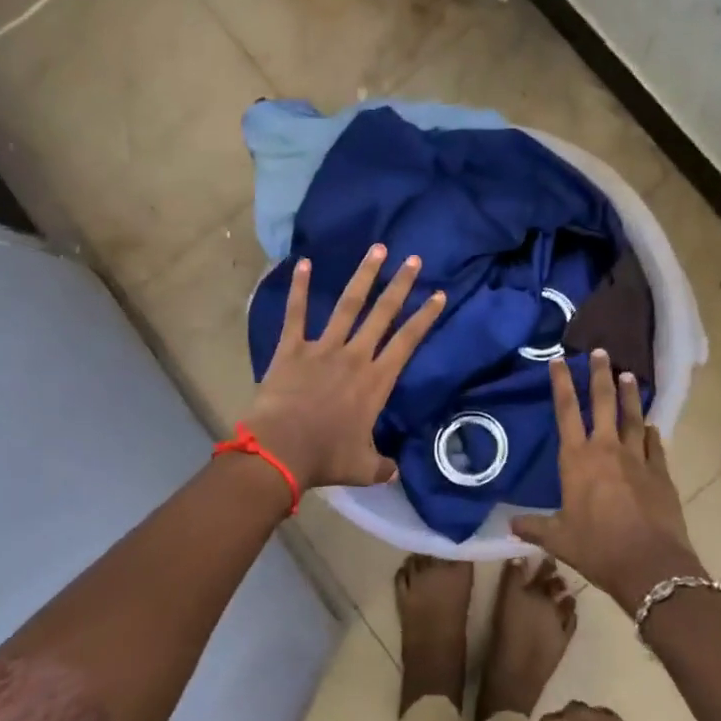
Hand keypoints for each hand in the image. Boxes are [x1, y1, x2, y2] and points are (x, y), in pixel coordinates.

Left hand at [241, 244, 444, 490]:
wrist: (280, 451)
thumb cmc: (326, 458)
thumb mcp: (363, 468)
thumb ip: (382, 465)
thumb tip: (394, 470)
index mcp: (376, 381)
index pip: (408, 342)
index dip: (425, 317)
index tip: (439, 294)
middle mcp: (355, 356)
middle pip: (383, 313)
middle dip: (400, 285)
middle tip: (413, 258)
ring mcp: (322, 348)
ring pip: (348, 305)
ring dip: (363, 276)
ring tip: (377, 249)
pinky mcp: (292, 349)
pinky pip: (296, 314)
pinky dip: (300, 288)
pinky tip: (304, 263)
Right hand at [511, 351, 705, 610]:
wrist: (650, 565)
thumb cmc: (597, 548)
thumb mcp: (559, 539)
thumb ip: (534, 527)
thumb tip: (510, 524)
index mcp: (577, 459)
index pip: (565, 411)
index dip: (561, 383)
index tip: (559, 359)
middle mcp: (607, 450)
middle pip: (603, 402)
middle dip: (600, 375)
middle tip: (601, 352)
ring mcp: (638, 459)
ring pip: (633, 417)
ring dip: (630, 395)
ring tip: (629, 374)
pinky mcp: (661, 473)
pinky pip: (656, 445)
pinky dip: (652, 432)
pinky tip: (652, 425)